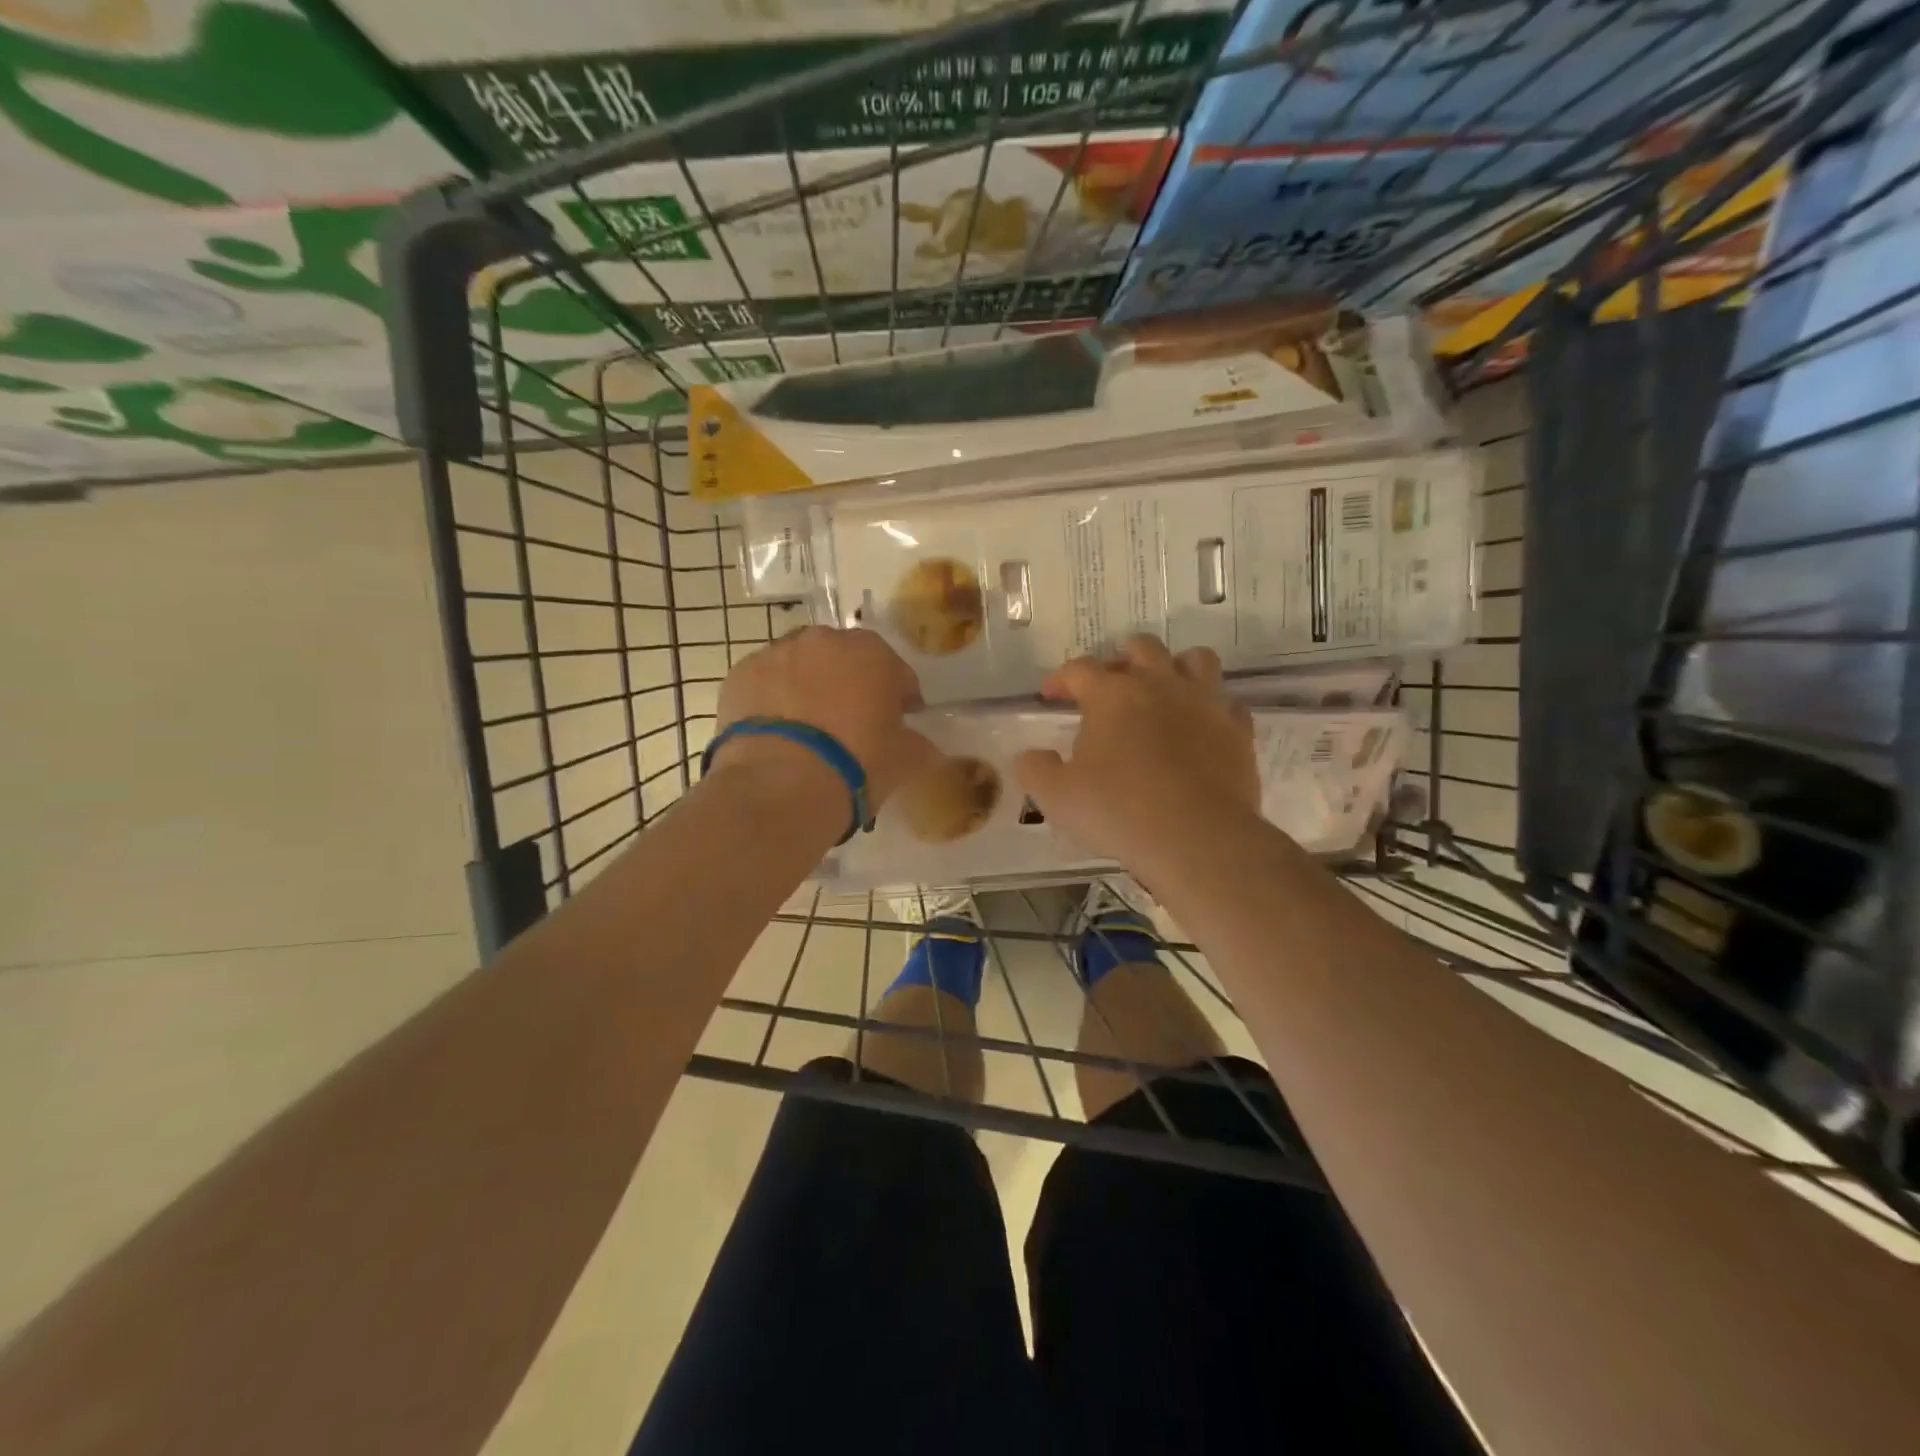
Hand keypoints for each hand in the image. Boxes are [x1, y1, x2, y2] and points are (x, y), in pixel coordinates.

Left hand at [712, 626, 936, 811]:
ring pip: (801, 667)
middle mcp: (823, 640)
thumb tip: (923, 745)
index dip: (900, 699)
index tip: (898, 725)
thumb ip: (919, 744)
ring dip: (808, 688)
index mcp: (872, 653)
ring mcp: (776, 653)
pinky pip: (765, 684)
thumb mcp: (905, 760)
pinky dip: (772, 700)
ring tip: (808, 732)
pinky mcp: (739, 675)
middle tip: (850, 726)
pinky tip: (776, 734)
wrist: (780, 785)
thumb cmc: (856, 765)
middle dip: (850, 685)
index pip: (897, 673)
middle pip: (844, 661)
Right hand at [1014, 634, 1258, 862]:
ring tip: (1163, 690)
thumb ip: (1035, 769)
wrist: (1197, 838)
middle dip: (1120, 658)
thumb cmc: (1118, 811)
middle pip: (1141, 647)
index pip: (1079, 669)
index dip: (1060, 679)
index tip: (1050, 696)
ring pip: (1195, 660)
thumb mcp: (1056, 796)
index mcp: (1112, 694)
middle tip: (1109, 685)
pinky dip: (1211, 708)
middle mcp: (1160, 684)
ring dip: (1175, 667)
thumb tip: (1032, 755)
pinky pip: (1227, 703)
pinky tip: (1200, 727)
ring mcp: (1205, 703)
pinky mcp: (1237, 730)